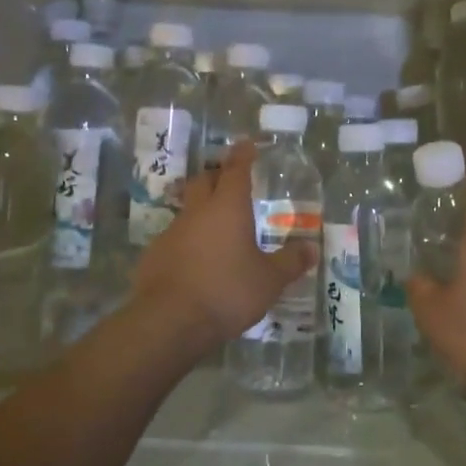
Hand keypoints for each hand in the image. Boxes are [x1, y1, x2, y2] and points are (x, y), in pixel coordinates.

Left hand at [130, 141, 315, 353]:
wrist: (169, 321)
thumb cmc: (227, 292)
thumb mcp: (269, 281)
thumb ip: (290, 262)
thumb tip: (312, 249)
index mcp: (228, 208)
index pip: (236, 170)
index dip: (242, 155)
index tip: (246, 144)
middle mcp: (197, 212)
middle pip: (203, 181)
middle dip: (216, 175)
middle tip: (228, 178)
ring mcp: (171, 233)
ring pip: (187, 209)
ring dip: (200, 210)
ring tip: (215, 225)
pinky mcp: (154, 256)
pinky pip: (174, 238)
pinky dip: (187, 240)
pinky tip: (195, 259)